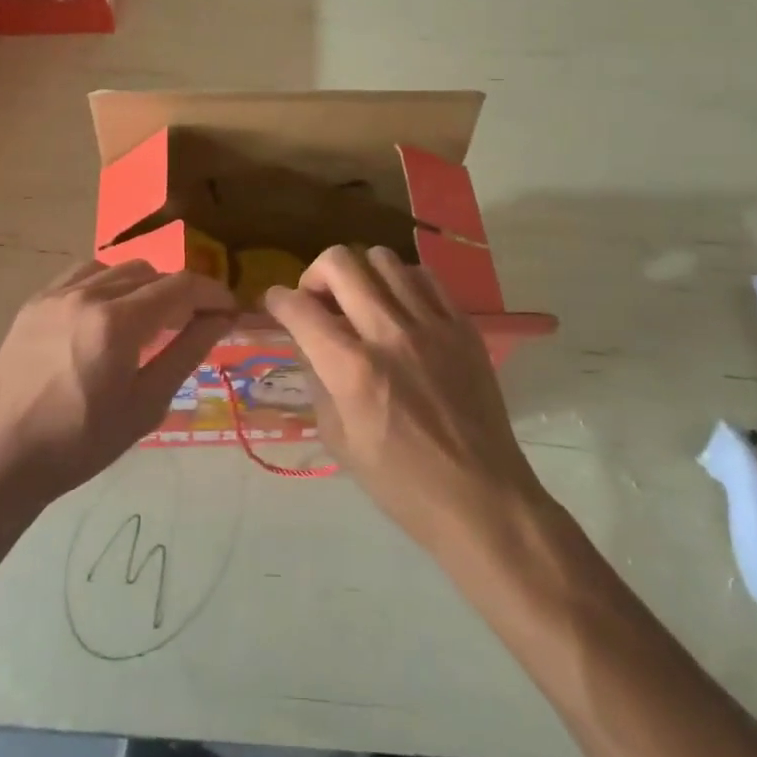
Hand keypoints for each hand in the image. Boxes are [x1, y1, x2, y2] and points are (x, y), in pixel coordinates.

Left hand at [0, 260, 234, 503]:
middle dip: (182, 292)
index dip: (213, 294)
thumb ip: (186, 353)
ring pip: (120, 268)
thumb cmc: (78, 444)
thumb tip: (220, 320)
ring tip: (152, 320)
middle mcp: (88, 294)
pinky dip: (111, 283)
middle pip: (153, 272)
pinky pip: (86, 274)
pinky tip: (112, 312)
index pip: (181, 287)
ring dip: (147, 286)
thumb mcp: (144, 405)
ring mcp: (57, 293)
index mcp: (117, 322)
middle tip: (194, 324)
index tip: (230, 310)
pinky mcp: (36, 301)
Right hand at [264, 246, 542, 548]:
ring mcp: (431, 324)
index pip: (300, 309)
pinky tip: (399, 306)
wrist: (482, 497)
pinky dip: (401, 281)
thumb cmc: (402, 483)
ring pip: (383, 258)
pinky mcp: (462, 325)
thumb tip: (308, 342)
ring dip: (359, 273)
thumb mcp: (339, 441)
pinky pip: (424, 276)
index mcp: (354, 370)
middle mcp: (390, 334)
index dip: (276, 299)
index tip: (274, 303)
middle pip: (340, 263)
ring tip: (360, 300)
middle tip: (317, 299)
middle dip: (314, 274)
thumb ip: (317, 381)